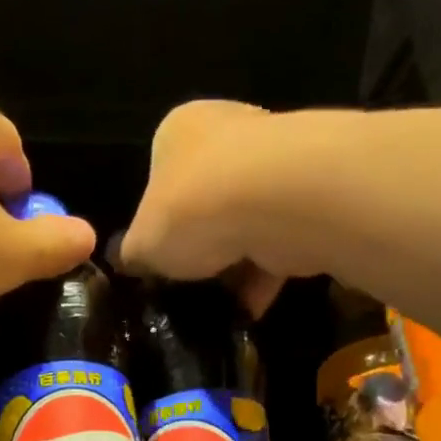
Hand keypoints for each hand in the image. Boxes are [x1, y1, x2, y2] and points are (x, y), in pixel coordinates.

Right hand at [118, 99, 294, 318]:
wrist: (277, 202)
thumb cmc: (191, 210)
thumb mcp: (142, 244)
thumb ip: (134, 254)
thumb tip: (131, 262)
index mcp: (179, 131)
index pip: (159, 179)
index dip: (157, 226)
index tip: (159, 262)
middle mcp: (228, 132)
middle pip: (206, 201)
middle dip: (201, 248)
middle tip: (189, 286)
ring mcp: (274, 161)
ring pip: (244, 224)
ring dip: (234, 268)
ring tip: (219, 306)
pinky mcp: (308, 195)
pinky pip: (278, 242)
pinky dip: (264, 276)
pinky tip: (249, 309)